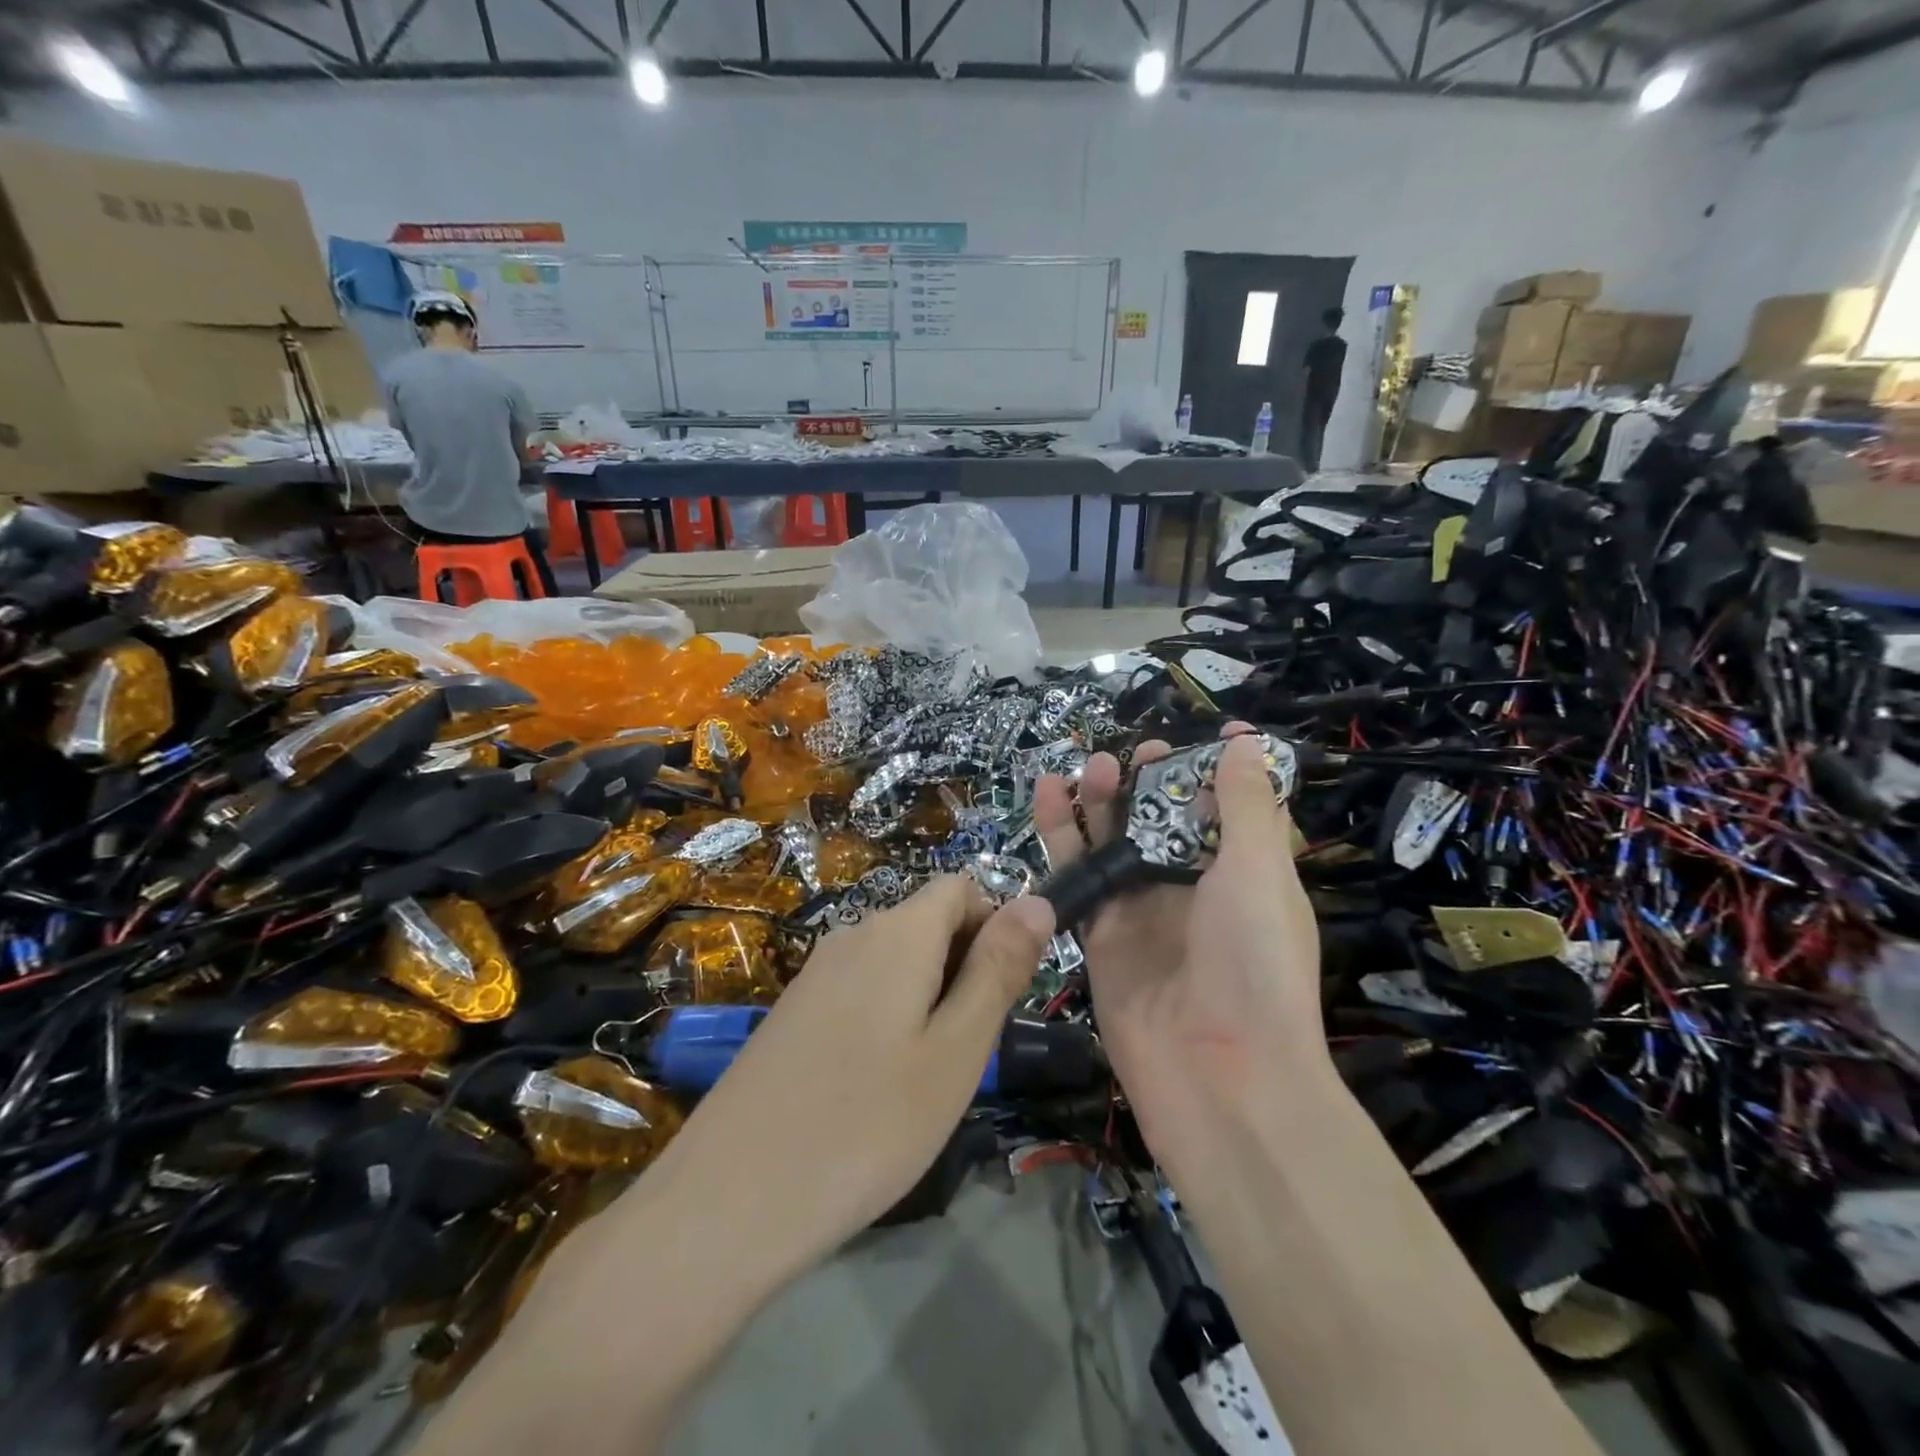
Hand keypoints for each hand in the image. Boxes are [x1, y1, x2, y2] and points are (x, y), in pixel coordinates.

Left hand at [646, 875, 1055, 1271]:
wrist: (729, 1200)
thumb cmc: (867, 1124)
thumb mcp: (956, 1050)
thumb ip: (999, 969)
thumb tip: (1038, 900)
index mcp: (898, 932)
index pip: (961, 888)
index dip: (995, 925)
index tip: (1004, 994)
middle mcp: (852, 935)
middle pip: (928, 922)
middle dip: (965, 967)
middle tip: (969, 1051)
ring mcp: (815, 974)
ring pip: (896, 961)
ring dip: (928, 998)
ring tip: (927, 1077)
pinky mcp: (792, 1012)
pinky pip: (860, 991)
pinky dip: (887, 1018)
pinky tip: (876, 1088)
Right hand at [1034, 730, 1326, 1151]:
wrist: (1219, 1077)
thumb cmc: (1254, 963)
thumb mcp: (1259, 872)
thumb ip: (1246, 805)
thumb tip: (1245, 743)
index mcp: (1241, 871)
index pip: (1227, 808)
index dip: (1214, 770)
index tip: (1205, 734)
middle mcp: (1189, 887)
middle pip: (1161, 820)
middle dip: (1149, 783)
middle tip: (1131, 758)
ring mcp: (1140, 911)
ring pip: (1112, 841)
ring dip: (1101, 801)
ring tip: (1091, 768)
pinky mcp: (1097, 934)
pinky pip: (1076, 875)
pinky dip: (1060, 835)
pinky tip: (1047, 797)